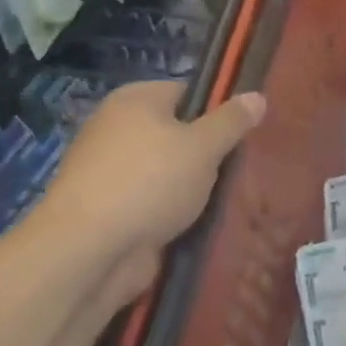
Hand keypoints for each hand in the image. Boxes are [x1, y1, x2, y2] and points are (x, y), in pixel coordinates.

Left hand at [33, 82, 265, 302]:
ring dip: (194, 185)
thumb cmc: (149, 183)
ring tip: (229, 196)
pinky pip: (155, 200)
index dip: (219, 109)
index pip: (188, 92)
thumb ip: (232, 121)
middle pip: (178, 132)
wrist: (88, 252)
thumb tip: (257, 96)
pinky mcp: (111, 209)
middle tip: (241, 166)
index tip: (244, 132)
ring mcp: (111, 171)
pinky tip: (201, 221)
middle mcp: (117, 128)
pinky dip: (175, 210)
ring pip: (169, 170)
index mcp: (135, 100)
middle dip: (209, 152)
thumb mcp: (203, 146)